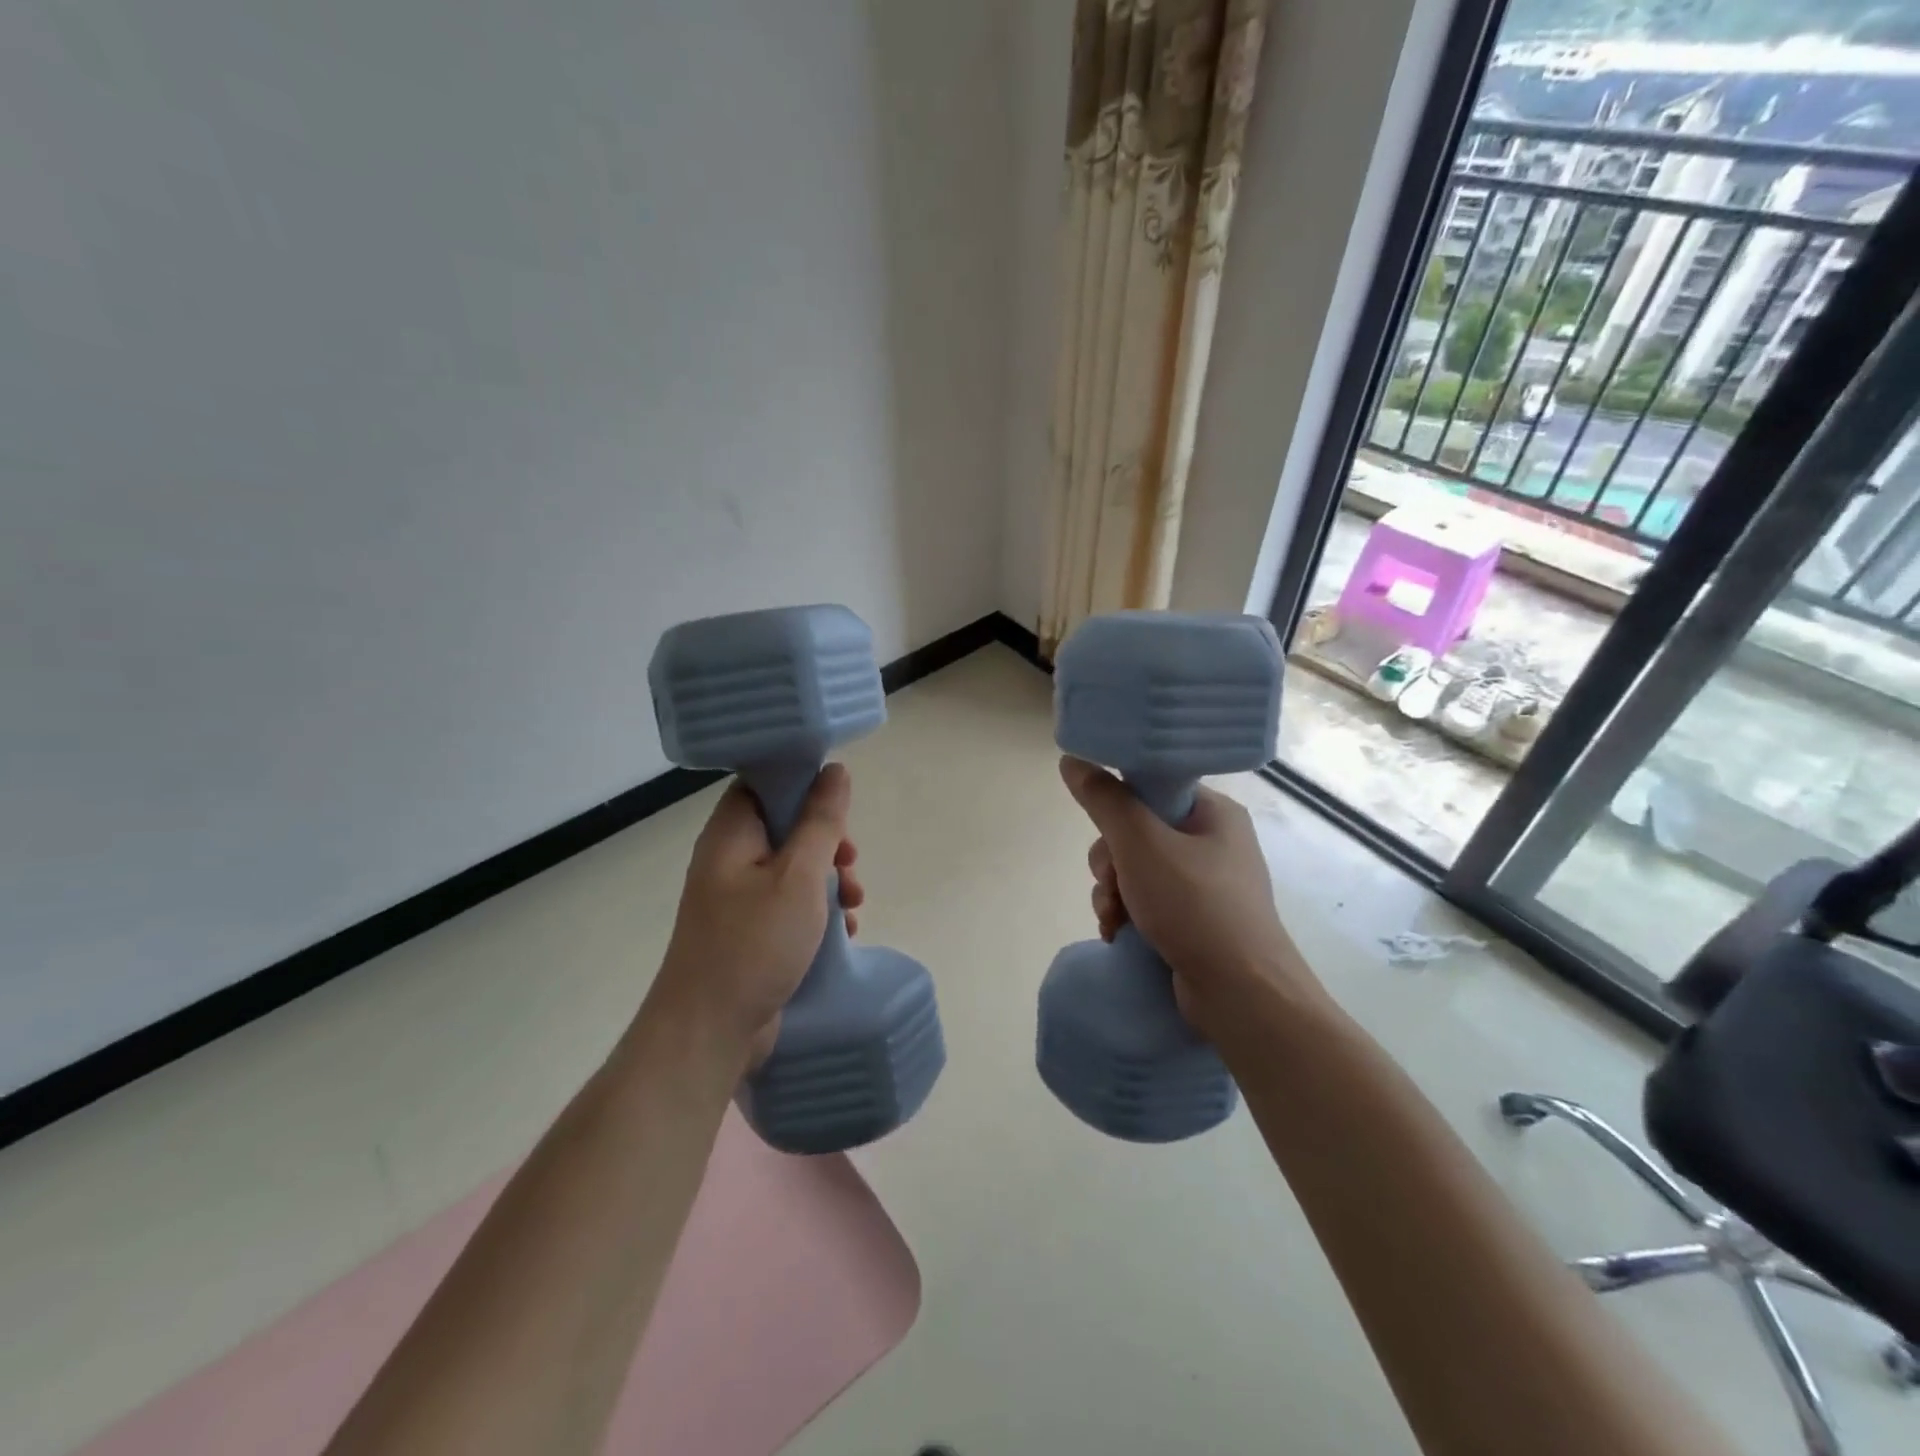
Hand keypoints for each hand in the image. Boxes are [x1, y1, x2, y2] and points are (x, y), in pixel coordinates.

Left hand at [646, 764, 862, 1066]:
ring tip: (855, 903)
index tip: (839, 807)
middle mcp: (729, 861)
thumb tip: (835, 770)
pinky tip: (843, 931)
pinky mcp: (748, 933)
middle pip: (784, 827)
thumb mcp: (799, 876)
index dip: (803, 786)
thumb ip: (820, 822)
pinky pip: (787, 905)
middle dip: (826, 842)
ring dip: (829, 879)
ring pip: (791, 869)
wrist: (707, 1034)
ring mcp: (736, 900)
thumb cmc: (754, 944)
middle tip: (851, 862)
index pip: (763, 785)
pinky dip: (816, 910)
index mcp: (731, 835)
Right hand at [1060, 756, 1322, 1040]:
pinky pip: (1147, 902)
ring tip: (1114, 920)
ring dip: (1113, 893)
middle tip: (1113, 884)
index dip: (1119, 808)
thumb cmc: (1195, 907)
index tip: (1106, 833)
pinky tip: (1119, 934)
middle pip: (1137, 833)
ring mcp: (1206, 885)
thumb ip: (1104, 801)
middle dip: (1111, 863)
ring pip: (1135, 871)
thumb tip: (1071, 759)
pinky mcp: (1196, 921)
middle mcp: (1213, 843)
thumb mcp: (1141, 845)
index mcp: (1213, 813)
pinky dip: (1127, 915)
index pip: (1152, 789)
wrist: (1242, 995)